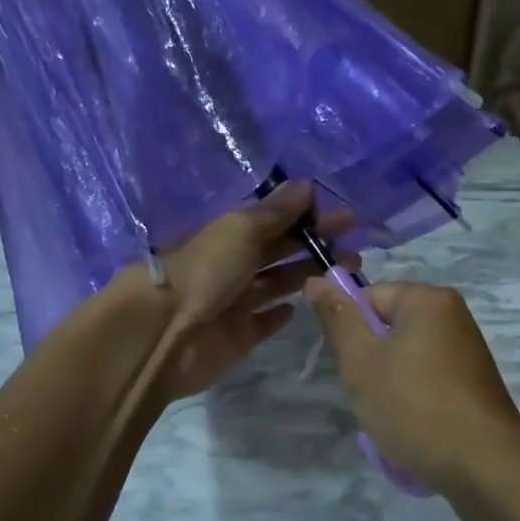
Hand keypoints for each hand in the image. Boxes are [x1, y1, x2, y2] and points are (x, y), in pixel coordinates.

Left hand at [150, 180, 353, 400]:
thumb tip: (307, 184)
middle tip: (355, 248)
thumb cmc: (205, 271)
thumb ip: (276, 211)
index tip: (345, 217)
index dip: (308, 216)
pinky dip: (281, 313)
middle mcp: (233, 264)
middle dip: (315, 246)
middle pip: (280, 250)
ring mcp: (235, 302)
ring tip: (345, 273)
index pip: (275, 219)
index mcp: (230, 233)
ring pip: (278, 284)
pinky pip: (264, 322)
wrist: (164, 333)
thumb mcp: (241, 229)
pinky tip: (301, 307)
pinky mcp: (239, 336)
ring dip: (307, 276)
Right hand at [303, 278, 519, 497]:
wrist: (485, 466)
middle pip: (388, 328)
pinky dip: (415, 401)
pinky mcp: (475, 385)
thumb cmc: (415, 405)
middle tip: (370, 396)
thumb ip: (338, 317)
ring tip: (392, 418)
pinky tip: (414, 429)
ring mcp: (468, 352)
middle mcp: (454, 315)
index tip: (352, 368)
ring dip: (389, 386)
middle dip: (370, 362)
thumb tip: (317, 280)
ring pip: (406, 359)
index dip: (351, 332)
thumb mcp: (362, 360)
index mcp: (429, 299)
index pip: (369, 297)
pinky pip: (429, 382)